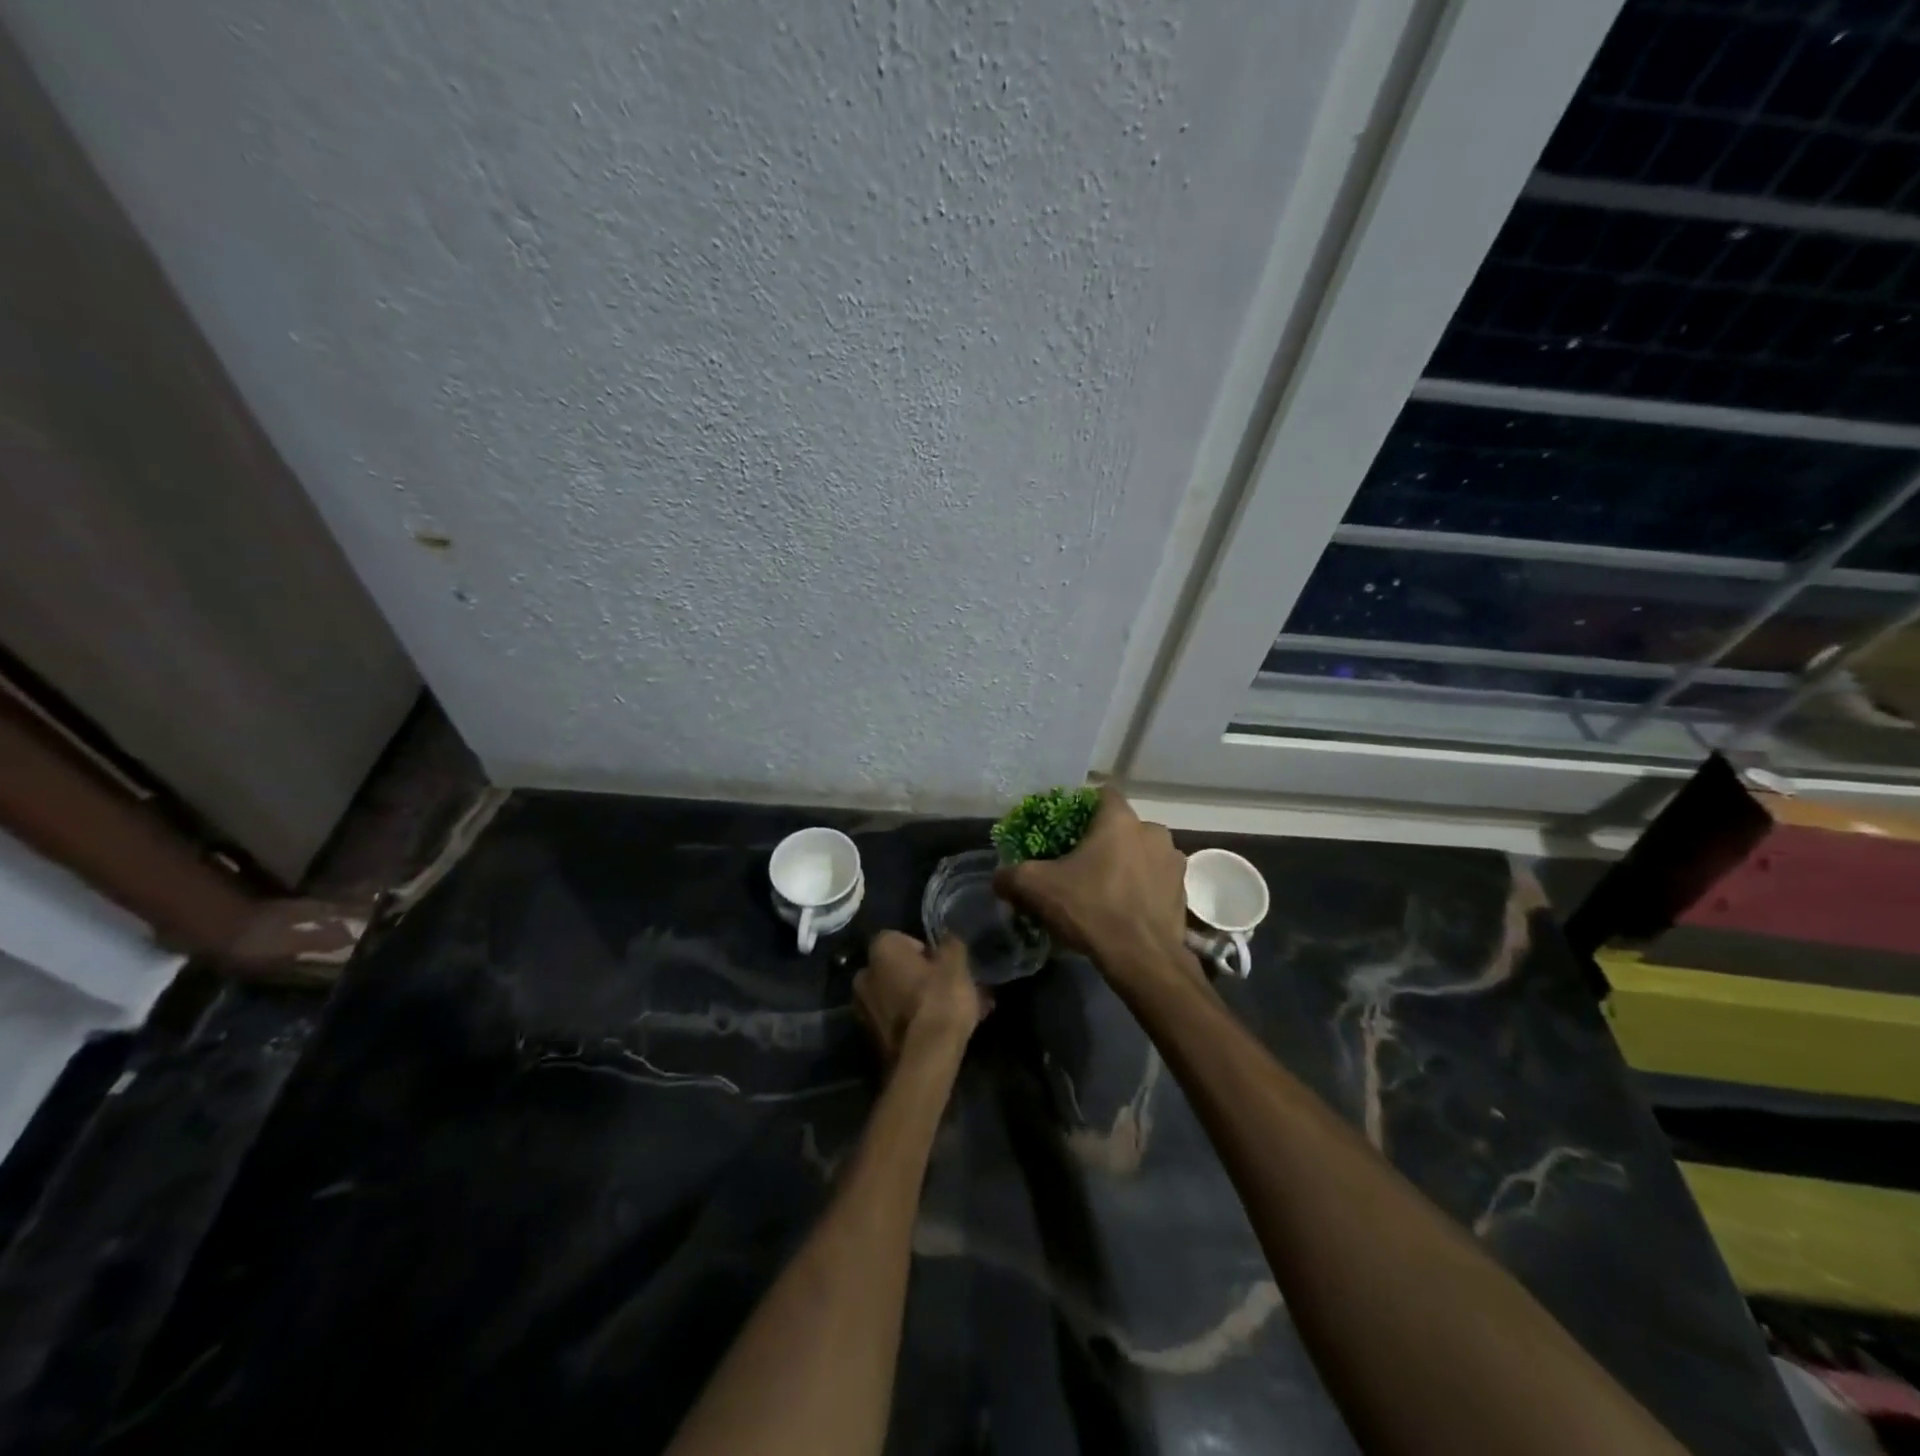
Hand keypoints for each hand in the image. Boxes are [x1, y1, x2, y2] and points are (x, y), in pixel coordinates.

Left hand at [854, 932, 991, 1064]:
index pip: (903, 939)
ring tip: (955, 1013)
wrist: (925, 1059)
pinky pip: (898, 1020)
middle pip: (899, 969)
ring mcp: (864, 1008)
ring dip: (921, 1001)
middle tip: (951, 989)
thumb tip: (947, 936)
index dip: (927, 951)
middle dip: (922, 977)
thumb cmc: (940, 999)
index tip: (945, 965)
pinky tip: (942, 1031)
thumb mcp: (956, 963)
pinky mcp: (871, 1038)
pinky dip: (916, 1021)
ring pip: (899, 996)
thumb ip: (950, 943)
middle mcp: (864, 975)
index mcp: (880, 950)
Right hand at [993, 788, 1189, 963]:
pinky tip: (1124, 909)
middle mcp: (1153, 832)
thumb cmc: (1091, 909)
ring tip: (1104, 888)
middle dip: (1103, 840)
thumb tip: (999, 877)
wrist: (1143, 959)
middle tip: (1080, 863)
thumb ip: (1012, 876)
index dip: (1082, 807)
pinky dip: (1141, 888)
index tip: (1066, 828)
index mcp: (1120, 820)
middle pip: (1122, 826)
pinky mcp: (1183, 893)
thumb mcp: (1037, 889)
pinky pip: (1155, 880)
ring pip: (1142, 853)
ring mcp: (1173, 863)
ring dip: (1126, 864)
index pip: (1102, 794)